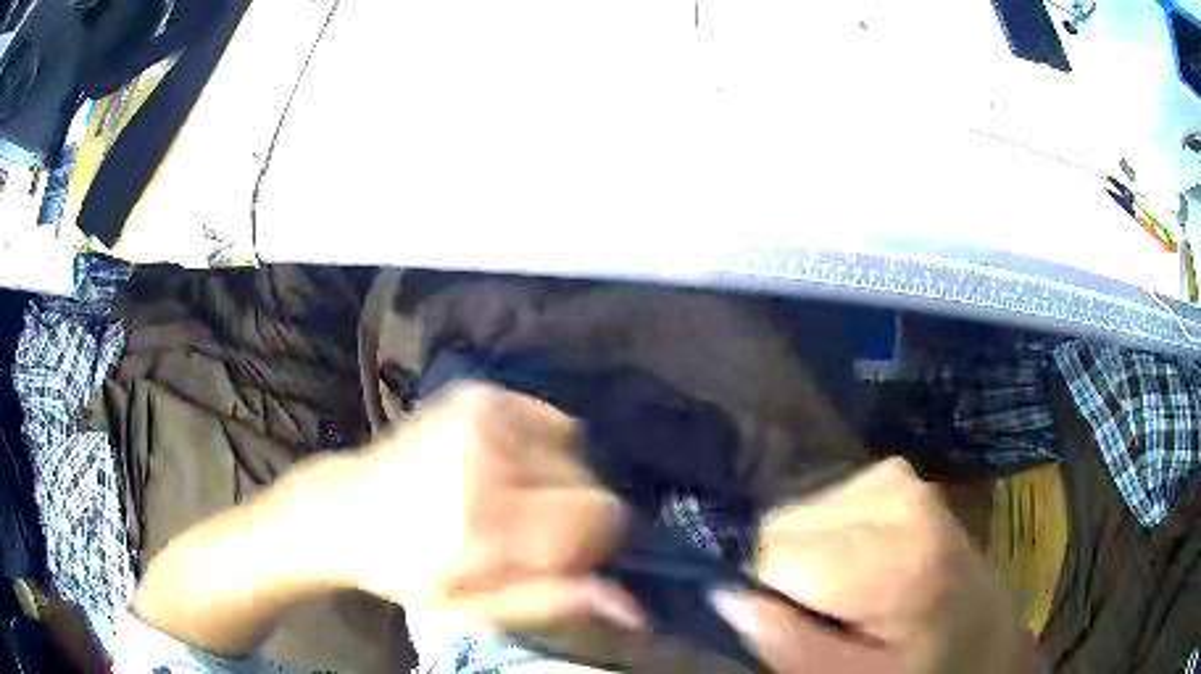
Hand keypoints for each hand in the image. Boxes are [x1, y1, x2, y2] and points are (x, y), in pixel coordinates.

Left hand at [321, 382, 644, 632]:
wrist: (345, 510)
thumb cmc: (409, 570)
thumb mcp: (476, 607)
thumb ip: (553, 601)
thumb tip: (632, 608)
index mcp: (482, 521)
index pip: (596, 516)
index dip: (591, 542)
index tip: (559, 555)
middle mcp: (486, 457)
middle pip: (590, 482)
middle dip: (572, 514)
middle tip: (525, 532)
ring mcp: (481, 414)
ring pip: (576, 450)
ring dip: (556, 481)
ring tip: (509, 498)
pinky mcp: (478, 394)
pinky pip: (551, 419)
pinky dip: (543, 447)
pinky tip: (507, 466)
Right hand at [713, 458, 1031, 672]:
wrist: (982, 635)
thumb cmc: (923, 668)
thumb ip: (789, 644)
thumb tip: (725, 593)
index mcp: (896, 558)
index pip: (776, 551)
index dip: (763, 589)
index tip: (782, 619)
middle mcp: (899, 497)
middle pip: (787, 524)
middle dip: (785, 570)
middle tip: (821, 611)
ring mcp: (902, 479)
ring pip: (803, 511)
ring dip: (805, 554)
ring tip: (841, 592)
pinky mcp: (899, 476)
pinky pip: (829, 499)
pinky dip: (826, 533)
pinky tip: (853, 563)